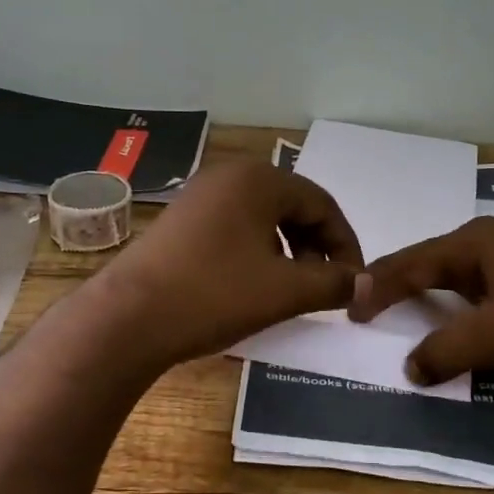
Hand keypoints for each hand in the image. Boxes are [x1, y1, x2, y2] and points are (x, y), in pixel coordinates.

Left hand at [95, 158, 363, 365]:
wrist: (128, 318)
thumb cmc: (214, 295)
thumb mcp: (284, 291)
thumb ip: (333, 282)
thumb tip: (366, 282)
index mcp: (259, 179)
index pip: (322, 203)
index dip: (346, 244)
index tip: (353, 281)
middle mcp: (229, 176)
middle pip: (292, 206)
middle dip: (316, 246)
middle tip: (325, 285)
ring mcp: (199, 196)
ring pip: (262, 218)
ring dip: (287, 250)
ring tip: (292, 288)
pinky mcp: (180, 220)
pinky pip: (234, 227)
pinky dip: (256, 251)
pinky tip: (253, 284)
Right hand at [346, 218, 493, 384]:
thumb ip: (448, 350)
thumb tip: (410, 368)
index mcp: (473, 242)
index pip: (409, 263)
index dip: (377, 286)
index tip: (351, 308)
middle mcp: (491, 236)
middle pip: (431, 259)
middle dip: (400, 281)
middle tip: (373, 304)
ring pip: (460, 268)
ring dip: (433, 288)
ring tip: (411, 306)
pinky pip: (485, 277)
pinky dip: (463, 295)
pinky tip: (469, 309)